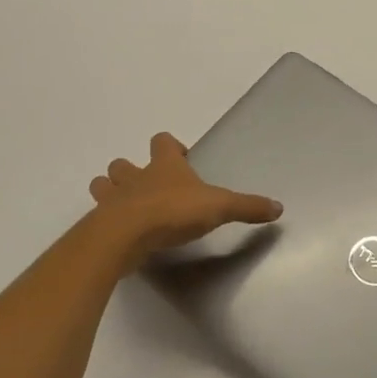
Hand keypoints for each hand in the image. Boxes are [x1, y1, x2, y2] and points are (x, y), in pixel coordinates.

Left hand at [87, 132, 282, 266]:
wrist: (126, 235)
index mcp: (164, 166)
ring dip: (110, 191)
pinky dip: (104, 221)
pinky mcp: (99, 224)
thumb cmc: (173, 212)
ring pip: (102, 185)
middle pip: (123, 164)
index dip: (169, 146)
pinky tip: (118, 233)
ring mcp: (112, 200)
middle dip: (130, 170)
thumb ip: (247, 207)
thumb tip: (279, 208)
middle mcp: (135, 177)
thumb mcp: (219, 207)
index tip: (179, 157)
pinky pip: (97, 217)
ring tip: (124, 205)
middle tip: (147, 185)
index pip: (162, 141)